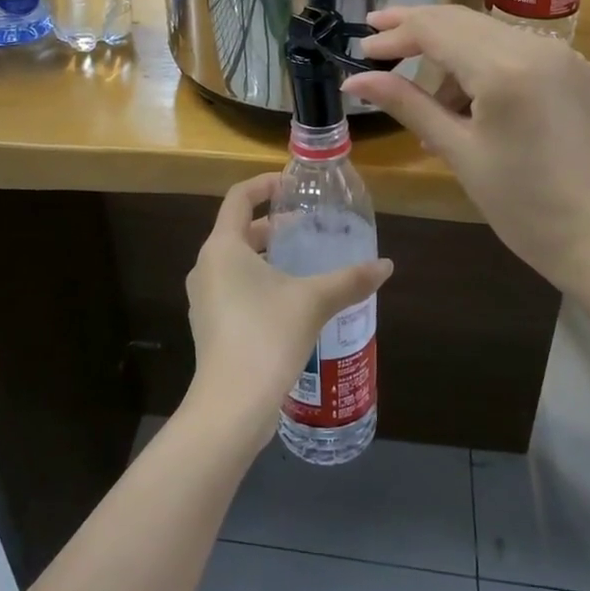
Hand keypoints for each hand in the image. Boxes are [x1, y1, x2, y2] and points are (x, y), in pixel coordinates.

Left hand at [184, 174, 392, 437]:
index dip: (264, 184)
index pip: (239, 198)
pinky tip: (288, 301)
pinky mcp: (208, 325)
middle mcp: (206, 266)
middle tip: (308, 228)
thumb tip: (386, 265)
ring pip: (235, 261)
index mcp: (223, 247)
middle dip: (273, 226)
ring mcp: (203, 298)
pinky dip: (257, 282)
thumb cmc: (268, 336)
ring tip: (302, 264)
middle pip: (238, 230)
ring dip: (266, 256)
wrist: (232, 405)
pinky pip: (232, 288)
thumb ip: (350, 280)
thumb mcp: (314, 301)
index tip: (292, 186)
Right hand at [342, 6, 589, 290]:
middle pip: (462, 21)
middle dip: (417, 29)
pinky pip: (518, 51)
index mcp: (506, 69)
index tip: (361, 49)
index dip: (394, 35)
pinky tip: (473, 102)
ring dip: (452, 53)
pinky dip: (486, 64)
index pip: (436, 30)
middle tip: (377, 43)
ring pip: (489, 34)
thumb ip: (406, 104)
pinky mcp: (579, 70)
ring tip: (432, 105)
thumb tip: (354, 80)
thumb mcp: (457, 151)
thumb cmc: (521, 204)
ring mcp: (565, 55)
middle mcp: (538, 47)